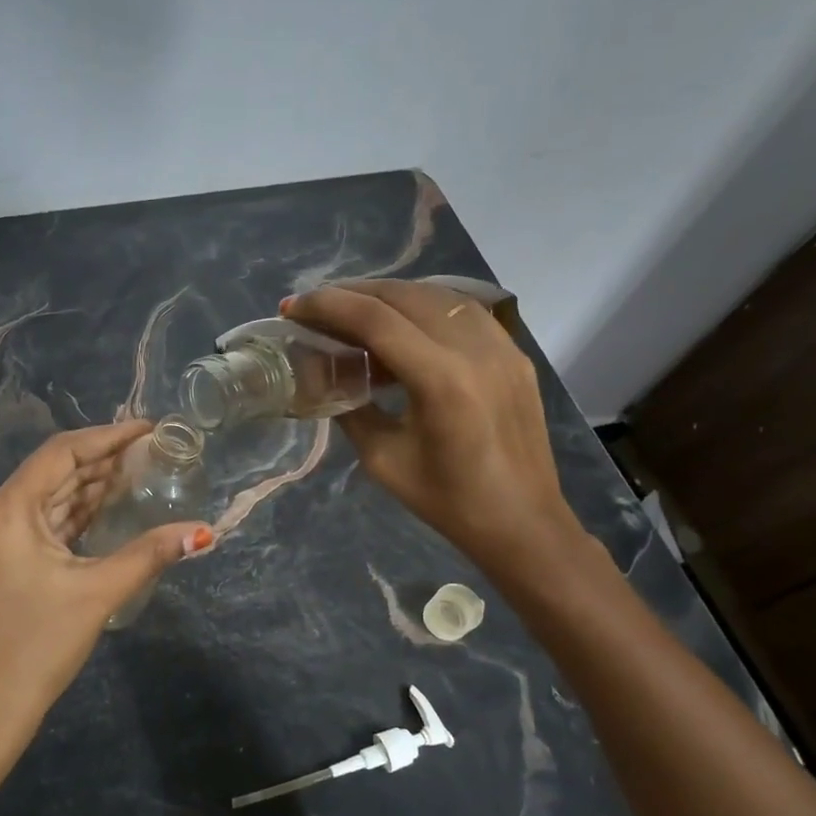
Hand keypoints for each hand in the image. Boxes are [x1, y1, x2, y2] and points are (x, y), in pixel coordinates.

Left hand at [0, 422, 212, 758]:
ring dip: (89, 487)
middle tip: (152, 451)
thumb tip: (203, 532)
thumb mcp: (97, 594)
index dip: (108, 436)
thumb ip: (149, 554)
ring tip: (137, 473)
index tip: (149, 428)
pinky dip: (73, 515)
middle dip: (102, 460)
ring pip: (47, 499)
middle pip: (53, 472)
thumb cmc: (36, 648)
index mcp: (7, 510)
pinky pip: (40, 524)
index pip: (62, 452)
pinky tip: (106, 509)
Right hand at [283, 280, 581, 580]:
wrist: (522, 522)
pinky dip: (424, 306)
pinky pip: (463, 311)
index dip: (327, 305)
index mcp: (440, 381)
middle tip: (316, 306)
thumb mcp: (382, 459)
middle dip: (352, 293)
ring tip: (354, 308)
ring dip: (388, 295)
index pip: (375, 319)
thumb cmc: (447, 502)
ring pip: (436, 295)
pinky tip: (403, 321)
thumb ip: (351, 408)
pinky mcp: (515, 353)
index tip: (292, 307)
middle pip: (403, 295)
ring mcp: (502, 346)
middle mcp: (474, 350)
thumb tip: (325, 374)